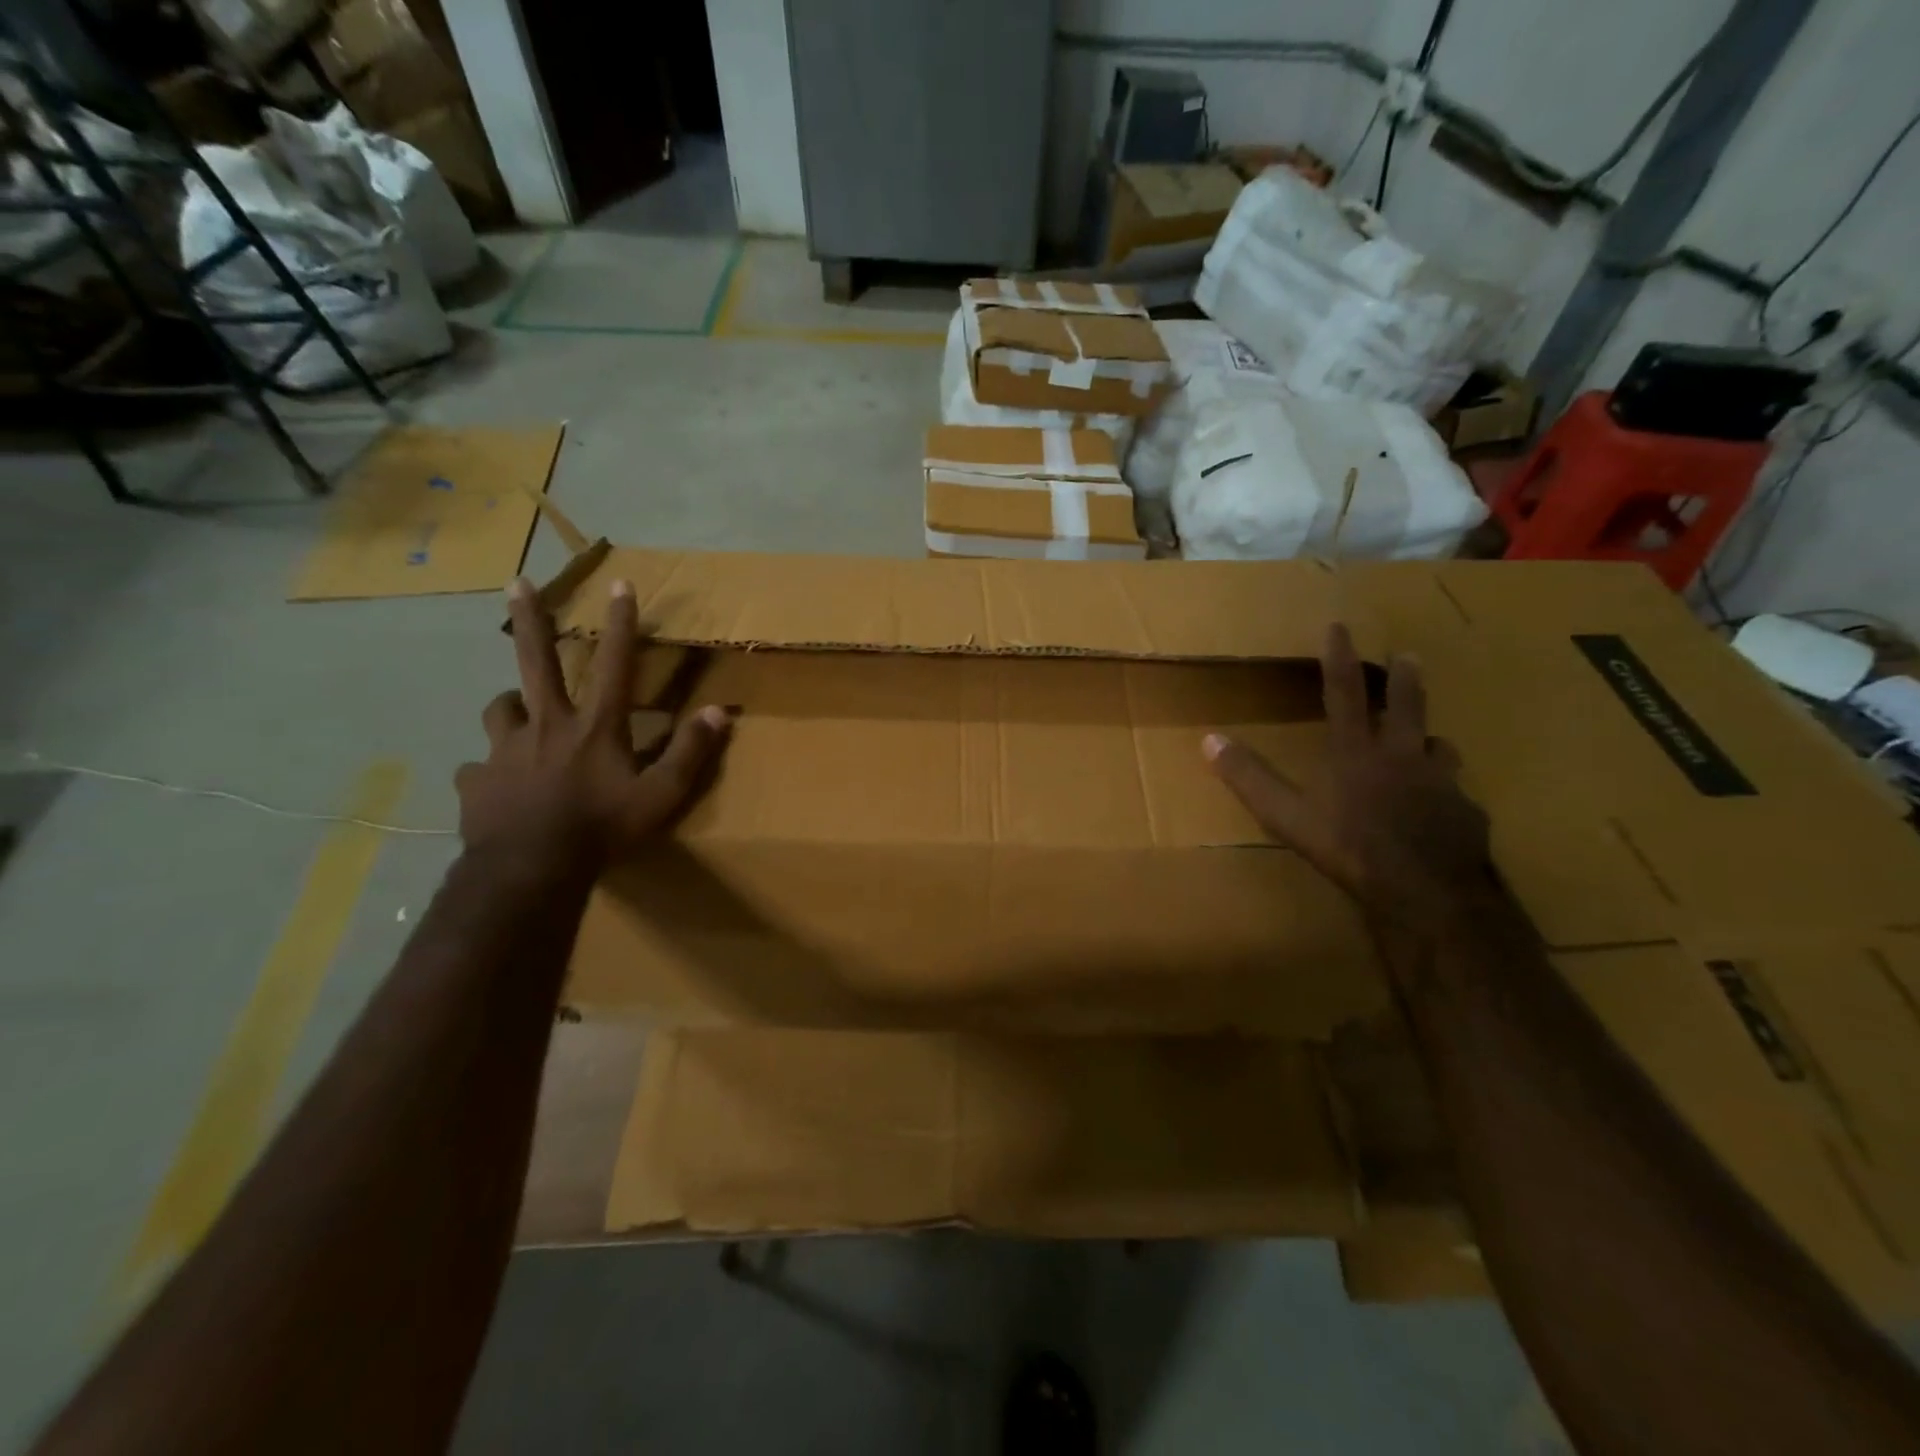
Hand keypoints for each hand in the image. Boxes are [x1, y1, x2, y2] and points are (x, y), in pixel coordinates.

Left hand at [454, 577, 732, 871]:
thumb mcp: (661, 795)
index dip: (621, 623)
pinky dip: (488, 770)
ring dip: (510, 703)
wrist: (531, 869)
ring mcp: (505, 750)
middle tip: (516, 582)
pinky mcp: (476, 780)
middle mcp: (548, 725)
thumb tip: (718, 711)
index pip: (616, 664)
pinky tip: (493, 784)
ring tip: (516, 709)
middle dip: (529, 618)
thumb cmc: (603, 829)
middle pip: (535, 660)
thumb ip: (690, 752)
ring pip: (500, 708)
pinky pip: (478, 767)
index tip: (619, 583)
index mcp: (596, 726)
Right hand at [1203, 624, 1499, 940]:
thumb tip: (1209, 740)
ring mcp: (1440, 783)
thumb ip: (1249, 777)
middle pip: (1406, 706)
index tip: (1340, 627)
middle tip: (1410, 655)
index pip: (1343, 694)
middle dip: (1404, 678)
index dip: (1339, 659)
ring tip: (1430, 738)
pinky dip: (1448, 793)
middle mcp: (1401, 756)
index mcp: (1355, 752)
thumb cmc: (1348, 847)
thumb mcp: (1285, 815)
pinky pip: (1457, 794)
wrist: (1425, 889)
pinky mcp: (1466, 813)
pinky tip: (1446, 808)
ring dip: (1430, 737)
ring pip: (1439, 747)